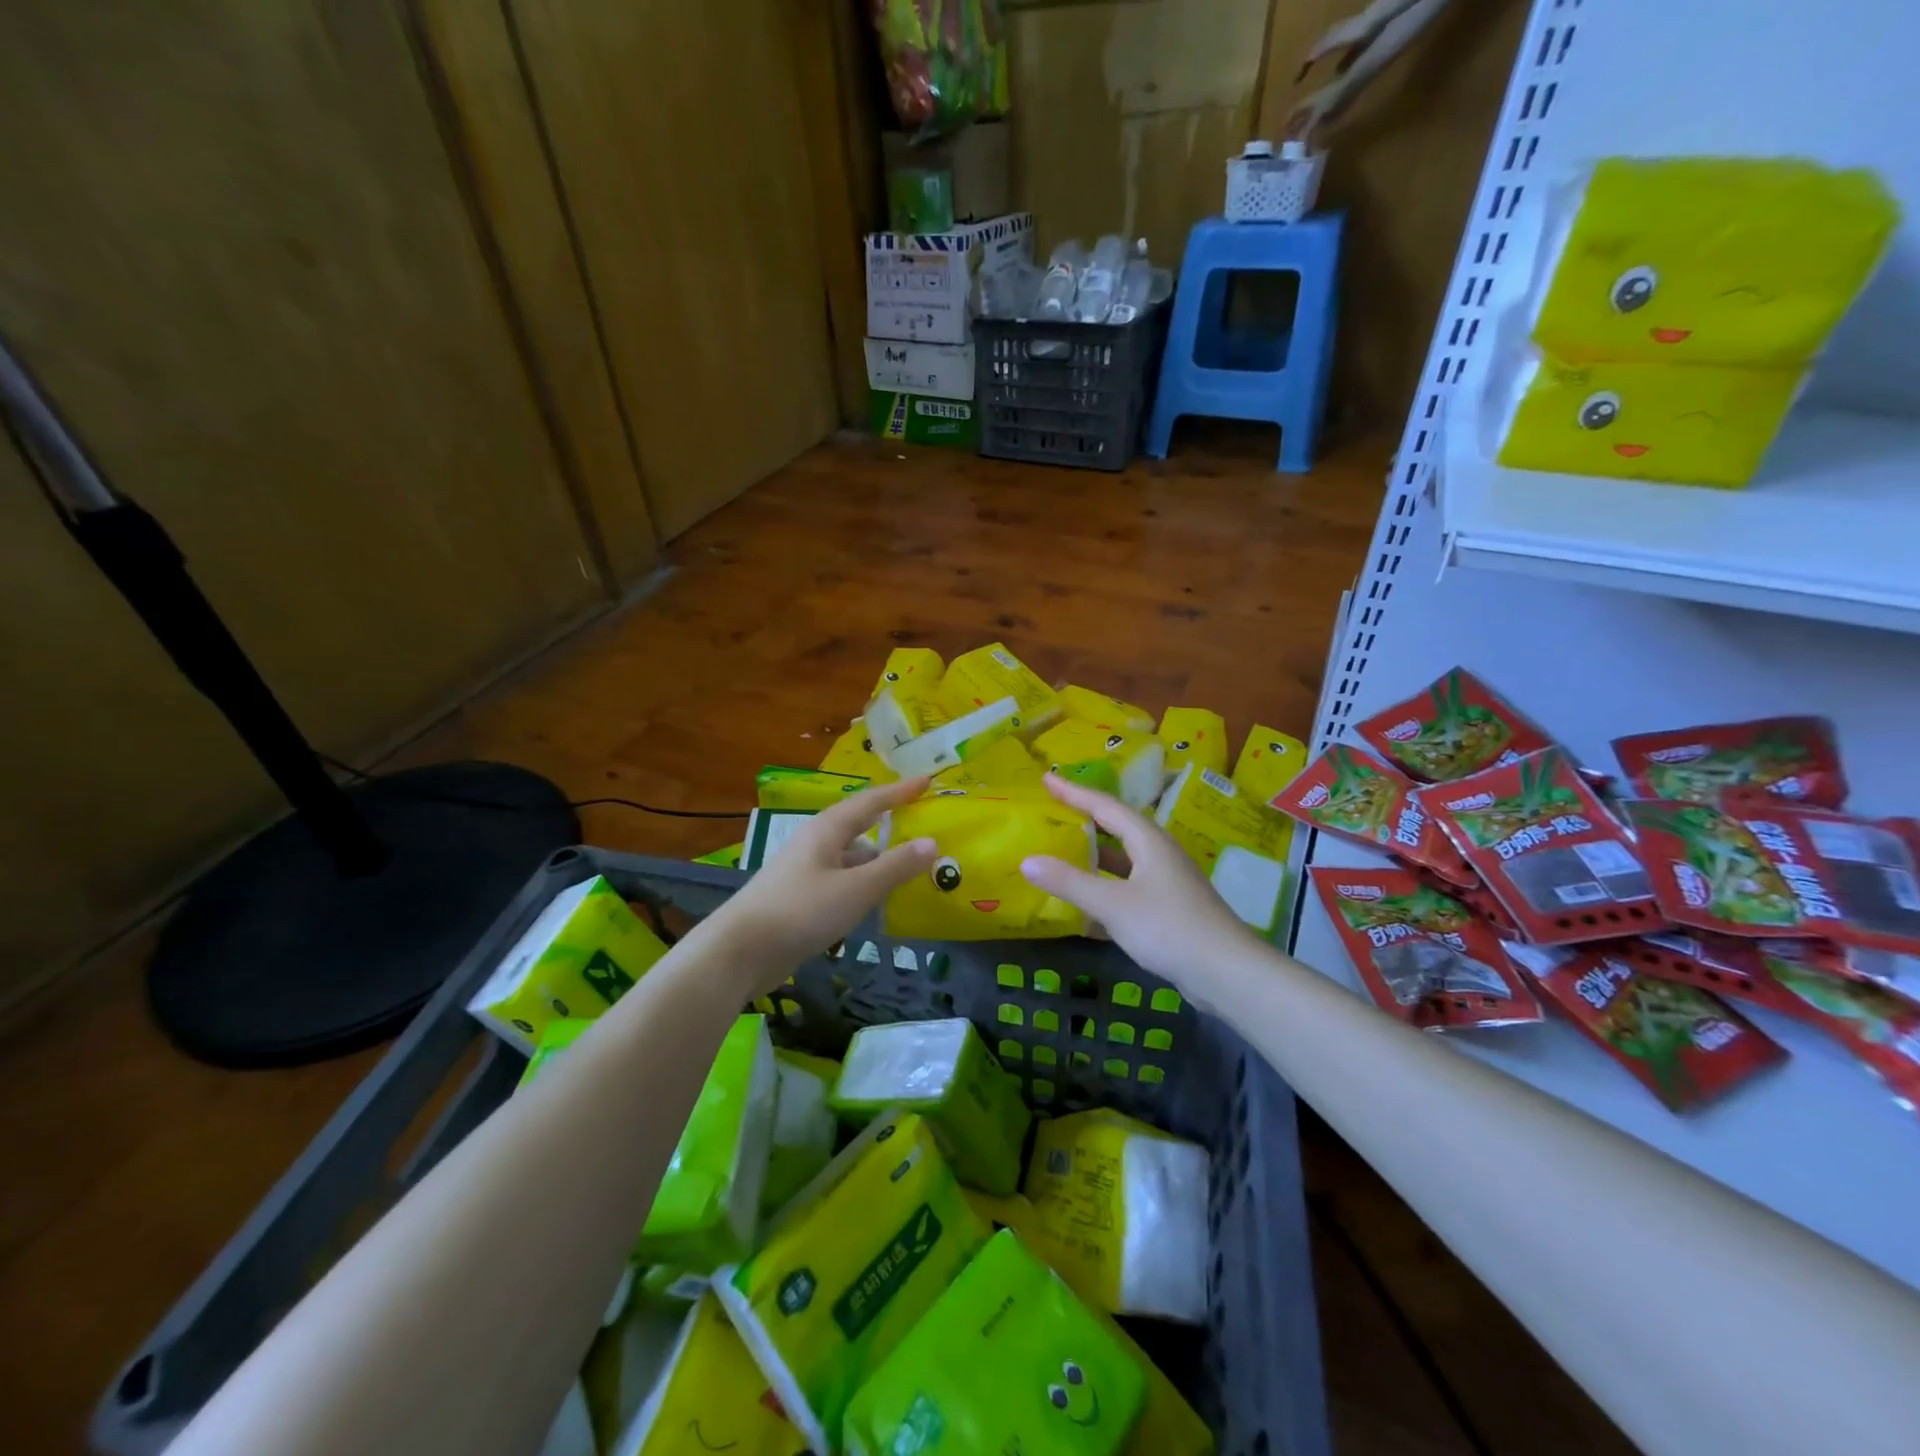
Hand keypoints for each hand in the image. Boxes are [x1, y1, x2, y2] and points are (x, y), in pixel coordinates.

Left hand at [700, 777, 936, 993]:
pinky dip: (865, 882)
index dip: (901, 791)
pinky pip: (843, 879)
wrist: (739, 951)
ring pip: (851, 855)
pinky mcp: (801, 897)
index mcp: (828, 829)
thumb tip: (932, 842)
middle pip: (860, 825)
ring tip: (912, 865)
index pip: (872, 801)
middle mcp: (817, 842)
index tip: (928, 780)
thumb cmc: (800, 911)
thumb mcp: (856, 889)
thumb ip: (895, 867)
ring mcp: (806, 870)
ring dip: (880, 857)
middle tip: (924, 821)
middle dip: (891, 822)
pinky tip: (878, 899)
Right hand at [1019, 774, 1258, 995]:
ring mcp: (1167, 881)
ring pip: (1124, 858)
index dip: (1074, 792)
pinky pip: (1129, 885)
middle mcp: (1159, 854)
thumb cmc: (1168, 928)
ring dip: (1095, 853)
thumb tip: (1027, 860)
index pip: (1105, 806)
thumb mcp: (1112, 904)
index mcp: (1149, 840)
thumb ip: (1069, 882)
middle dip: (1085, 817)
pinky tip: (1087, 901)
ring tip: (1064, 849)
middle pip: (1117, 827)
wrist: (1226, 972)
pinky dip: (1105, 886)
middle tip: (1053, 810)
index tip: (1047, 780)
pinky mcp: (1169, 907)